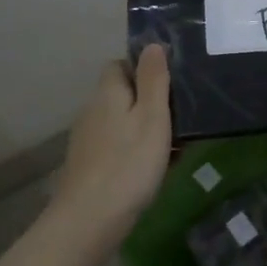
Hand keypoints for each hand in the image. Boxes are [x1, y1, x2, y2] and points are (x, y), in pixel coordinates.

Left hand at [54, 44, 173, 235]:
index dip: (143, 68)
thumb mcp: (152, 117)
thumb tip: (151, 44)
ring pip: (121, 123)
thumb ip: (154, 79)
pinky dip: (134, 152)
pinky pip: (116, 147)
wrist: (88, 221)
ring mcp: (87, 140)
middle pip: (122, 94)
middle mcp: (92, 110)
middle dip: (148, 102)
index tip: (170, 82)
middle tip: (179, 117)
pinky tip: (152, 171)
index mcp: (108, 92)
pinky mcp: (87, 167)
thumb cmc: (128, 163)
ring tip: (173, 146)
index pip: (120, 64)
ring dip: (144, 129)